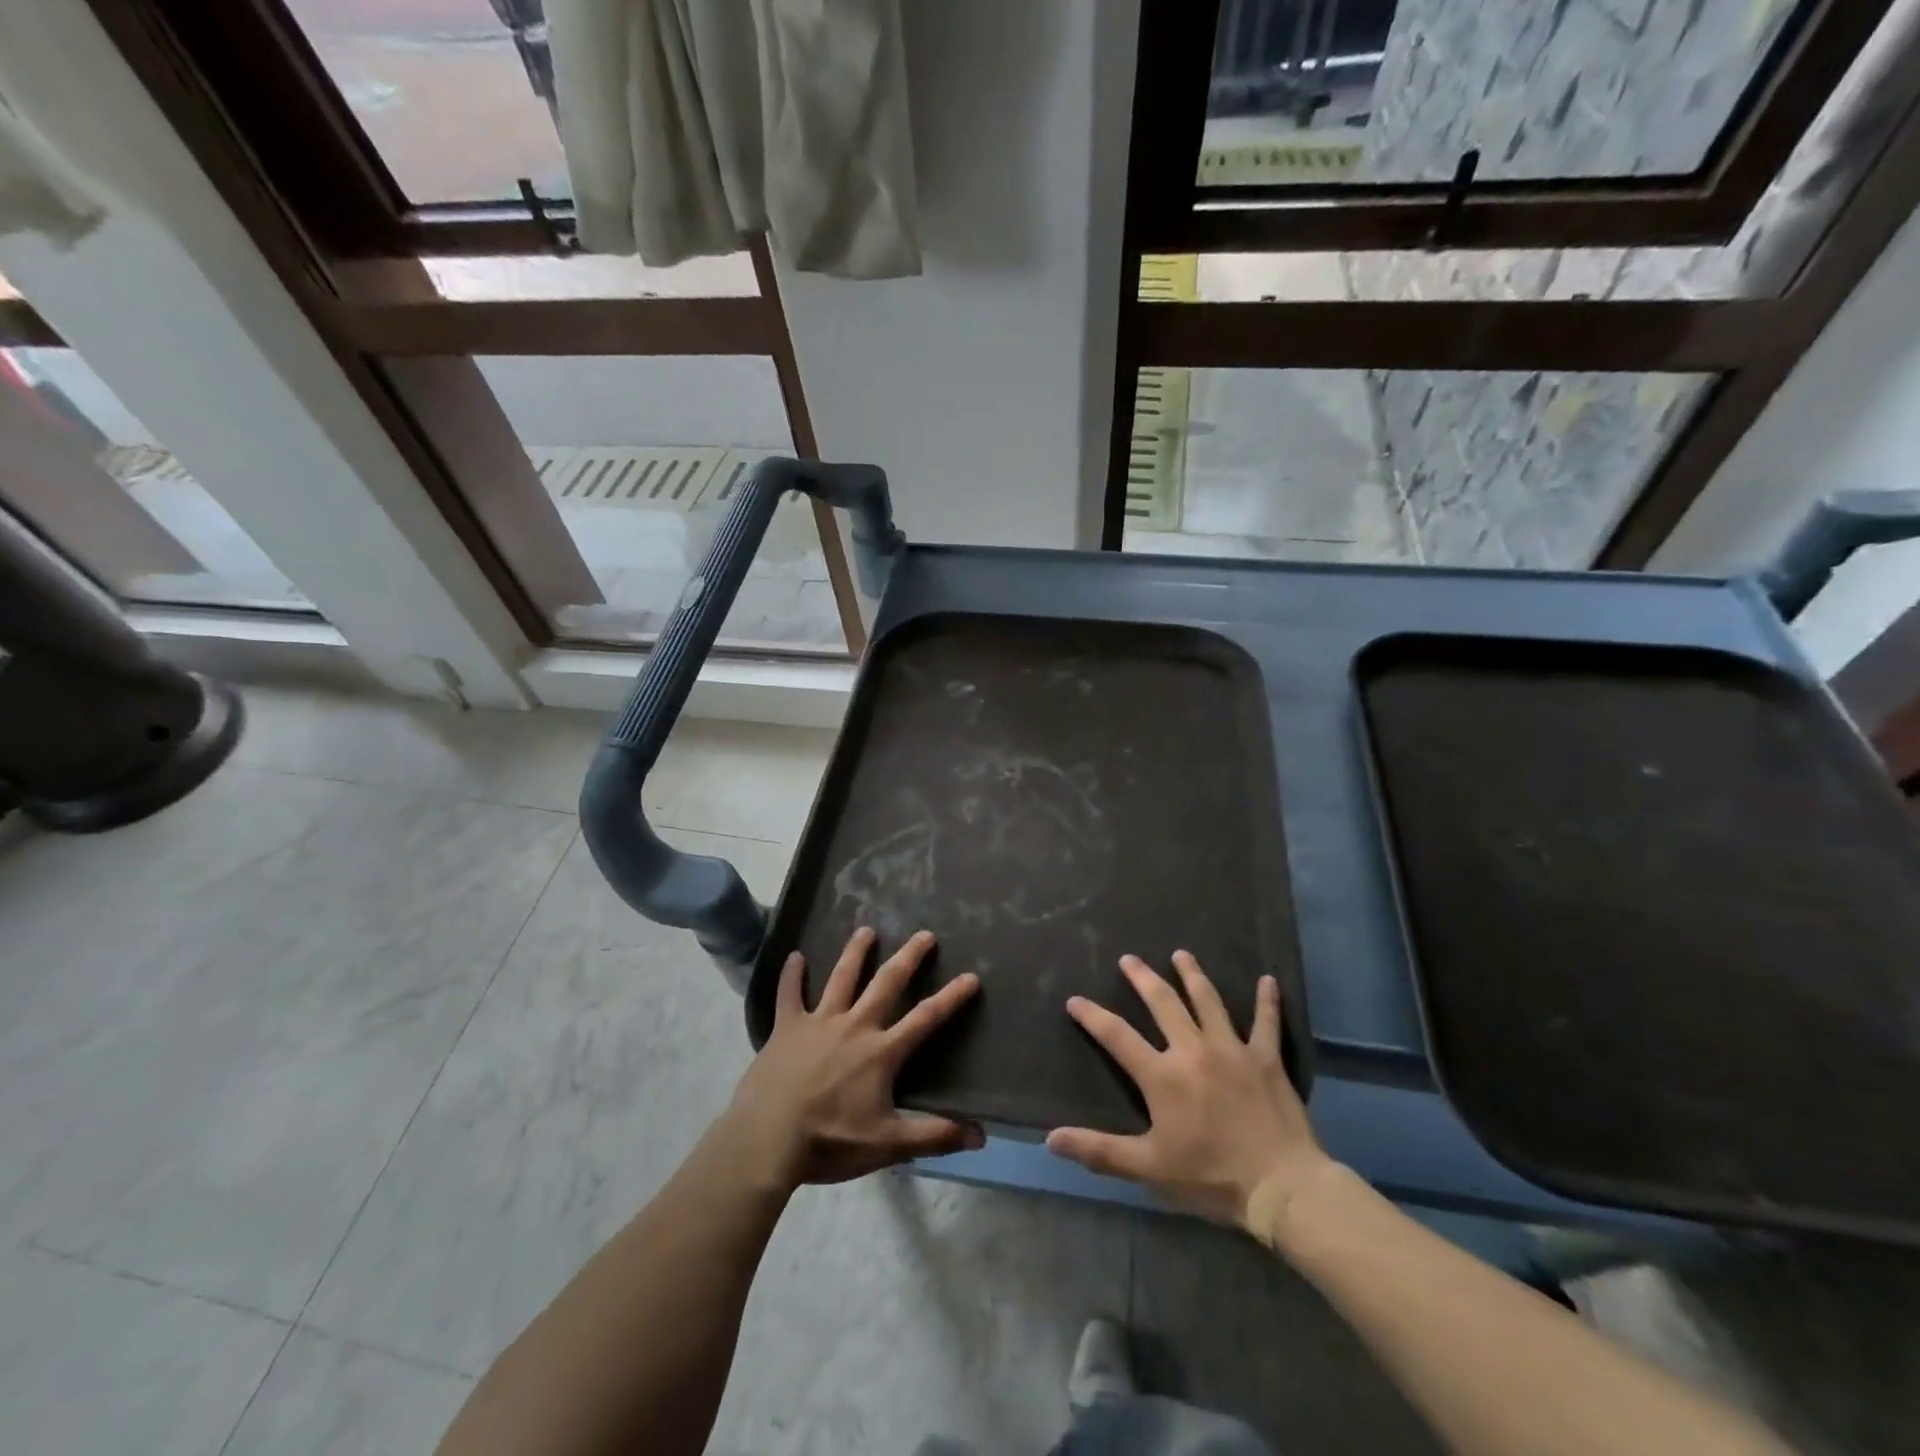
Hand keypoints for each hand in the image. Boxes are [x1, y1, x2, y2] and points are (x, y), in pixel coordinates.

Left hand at [723, 927, 982, 1189]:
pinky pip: (789, 994)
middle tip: (924, 934)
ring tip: (866, 930)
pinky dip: (791, 975)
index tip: (971, 976)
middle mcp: (854, 1026)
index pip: (925, 1019)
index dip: (951, 998)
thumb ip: (933, 1135)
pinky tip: (794, 955)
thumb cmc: (829, 1142)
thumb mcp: (887, 1145)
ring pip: (842, 978)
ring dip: (855, 952)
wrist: (766, 1139)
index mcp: (881, 1052)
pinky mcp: (787, 1027)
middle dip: (908, 957)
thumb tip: (980, 1136)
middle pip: (886, 983)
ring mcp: (819, 1022)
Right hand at [1046, 951, 1338, 1237]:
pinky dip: (1267, 1001)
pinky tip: (1268, 980)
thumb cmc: (1210, 1178)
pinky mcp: (1266, 1059)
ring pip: (1208, 1000)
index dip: (1092, 1016)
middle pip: (1163, 1003)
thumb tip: (1051, 1138)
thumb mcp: (1148, 1168)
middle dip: (1142, 978)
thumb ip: (1099, 1150)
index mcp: (1162, 1075)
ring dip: (1192, 975)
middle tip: (1129, 959)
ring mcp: (1232, 1049)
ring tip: (1181, 954)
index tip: (1074, 1000)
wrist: (1280, 1187)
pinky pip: (1267, 1022)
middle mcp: (1193, 1050)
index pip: (1117, 1036)